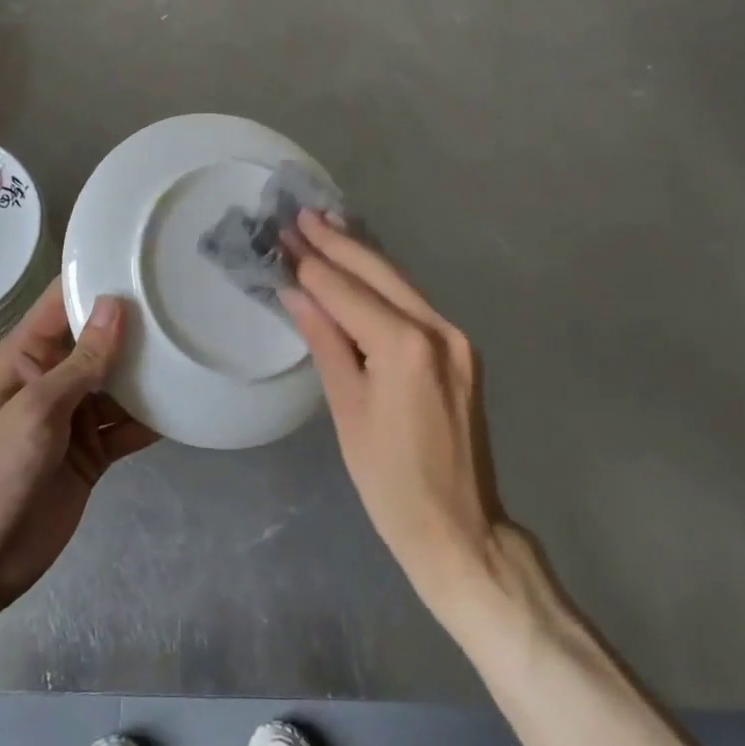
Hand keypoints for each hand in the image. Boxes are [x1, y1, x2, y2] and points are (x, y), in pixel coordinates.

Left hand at [0, 280, 157, 619]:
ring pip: (120, 382)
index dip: (98, 280)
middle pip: (100, 340)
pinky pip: (129, 424)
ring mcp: (75, 415)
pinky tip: (188, 401)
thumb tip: (116, 304)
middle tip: (187, 300)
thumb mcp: (38, 410)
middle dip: (137, 325)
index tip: (143, 260)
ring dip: (150, 371)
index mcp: (27, 355)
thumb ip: (82, 361)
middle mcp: (54, 377)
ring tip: (196, 344)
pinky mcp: (93, 450)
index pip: (63, 302)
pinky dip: (154, 417)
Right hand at [280, 211, 505, 618]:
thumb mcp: (347, 410)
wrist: (460, 530)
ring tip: (326, 226)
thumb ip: (325, 341)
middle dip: (337, 243)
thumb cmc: (390, 482)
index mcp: (406, 346)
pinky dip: (382, 284)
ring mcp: (456, 339)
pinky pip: (413, 305)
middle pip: (379, 274)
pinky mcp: (461, 352)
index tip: (283, 234)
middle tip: (301, 215)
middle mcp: (438, 330)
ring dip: (361, 256)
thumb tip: (296, 293)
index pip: (346, 292)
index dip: (311, 264)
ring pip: (400, 283)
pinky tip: (361, 268)